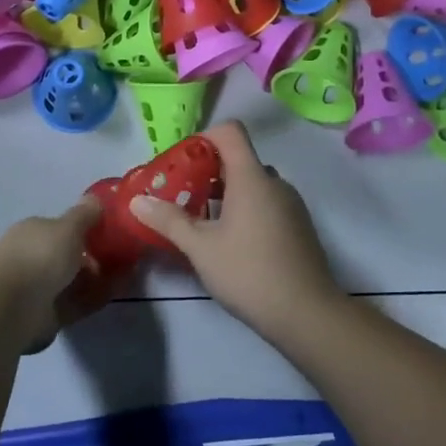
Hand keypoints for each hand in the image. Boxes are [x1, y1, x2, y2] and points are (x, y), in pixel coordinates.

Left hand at [0, 198, 109, 350]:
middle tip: (123, 255)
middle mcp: (33, 258)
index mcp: (32, 232)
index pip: (60, 227)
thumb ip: (84, 214)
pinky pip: (77, 302)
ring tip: (128, 274)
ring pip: (74, 280)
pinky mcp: (48, 314)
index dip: (85, 229)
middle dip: (94, 255)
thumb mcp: (68, 227)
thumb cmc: (41, 256)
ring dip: (99, 278)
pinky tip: (117, 291)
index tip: (110, 231)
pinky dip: (96, 297)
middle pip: (68, 255)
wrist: (16, 307)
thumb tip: (96, 198)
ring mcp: (39, 288)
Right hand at [129, 121, 340, 324]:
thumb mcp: (201, 248)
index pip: (230, 132)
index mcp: (252, 177)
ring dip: (228, 194)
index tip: (182, 161)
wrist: (307, 313)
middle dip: (209, 172)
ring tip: (202, 222)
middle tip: (183, 196)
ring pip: (255, 185)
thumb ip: (169, 220)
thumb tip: (138, 200)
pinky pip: (268, 204)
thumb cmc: (249, 272)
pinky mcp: (299, 227)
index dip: (204, 137)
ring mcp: (292, 205)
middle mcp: (275, 183)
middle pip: (240, 160)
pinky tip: (232, 243)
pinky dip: (247, 210)